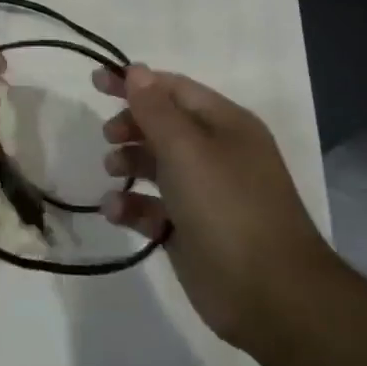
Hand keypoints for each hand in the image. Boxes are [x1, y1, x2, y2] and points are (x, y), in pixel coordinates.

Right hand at [96, 65, 331, 350]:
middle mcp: (217, 153)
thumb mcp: (186, 150)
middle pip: (164, 125)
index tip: (96, 83)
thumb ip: (156, 109)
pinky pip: (154, 208)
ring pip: (157, 166)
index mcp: (225, 124)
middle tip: (108, 136)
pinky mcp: (191, 230)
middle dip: (132, 125)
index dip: (135, 82)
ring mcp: (205, 194)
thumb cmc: (227, 207)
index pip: (174, 89)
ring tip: (112, 171)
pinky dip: (133, 206)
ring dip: (129, 164)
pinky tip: (116, 212)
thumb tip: (136, 70)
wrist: (271, 295)